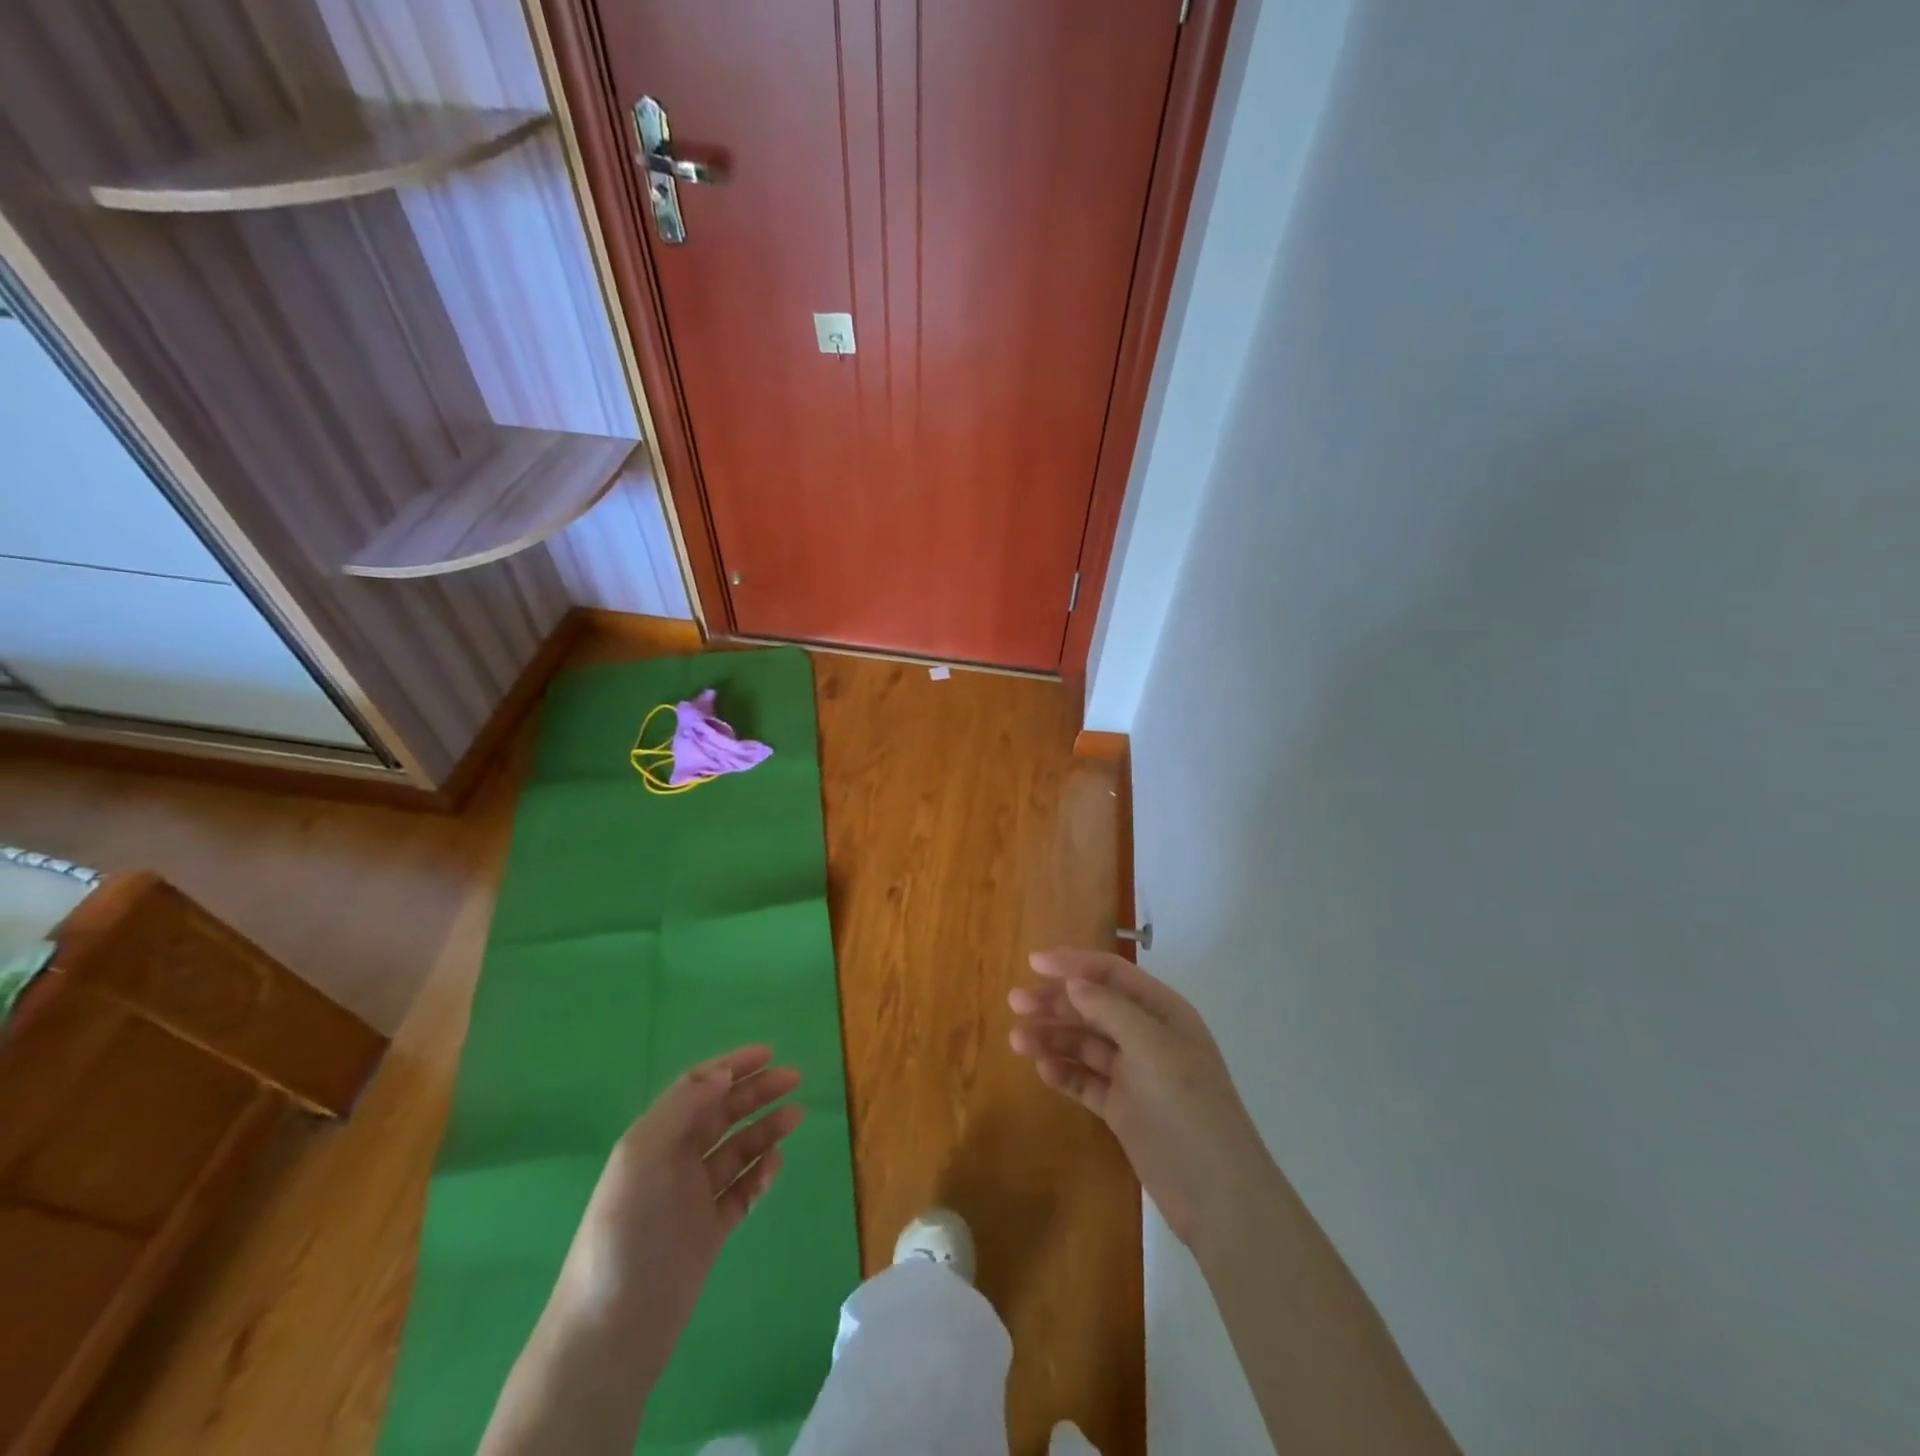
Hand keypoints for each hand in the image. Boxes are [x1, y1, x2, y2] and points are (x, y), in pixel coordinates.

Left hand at [552, 1046, 804, 1373]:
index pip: (697, 1088)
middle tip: (793, 1078)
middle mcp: (674, 1162)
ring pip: (737, 1150)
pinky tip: (775, 1164)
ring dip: (766, 1129)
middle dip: (756, 1092)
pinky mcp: (709, 1233)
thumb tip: (723, 1075)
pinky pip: (741, 1192)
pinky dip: (760, 1174)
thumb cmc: (624, 1232)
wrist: (612, 1330)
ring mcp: (693, 1198)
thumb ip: (682, 1109)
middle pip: (722, 1114)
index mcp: (654, 1139)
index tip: (768, 1054)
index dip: (731, 1067)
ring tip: (796, 1115)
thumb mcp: (642, 1157)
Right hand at [1009, 949, 1269, 1251]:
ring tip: (1017, 1040)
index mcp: (1163, 1012)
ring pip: (1085, 1045)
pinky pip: (1086, 1081)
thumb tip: (1073, 982)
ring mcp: (1133, 1074)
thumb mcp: (1153, 1047)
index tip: (1033, 962)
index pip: (1112, 975)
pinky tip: (1042, 1069)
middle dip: (1055, 1002)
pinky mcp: (1122, 1109)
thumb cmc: (1188, 1106)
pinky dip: (1064, 1072)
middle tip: (1015, 1002)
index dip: (1074, 964)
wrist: (1217, 1194)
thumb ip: (1111, 1009)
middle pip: (1093, 1007)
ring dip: (1053, 1037)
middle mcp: (1146, 1037)